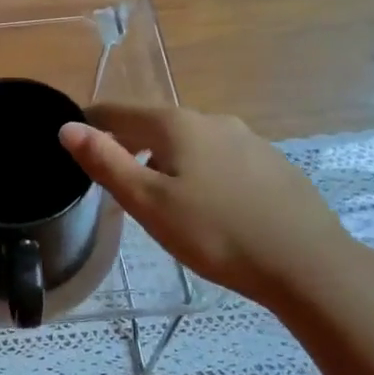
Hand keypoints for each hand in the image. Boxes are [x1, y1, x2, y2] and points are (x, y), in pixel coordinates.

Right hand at [59, 104, 351, 306]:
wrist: (306, 263)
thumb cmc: (215, 233)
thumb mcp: (148, 202)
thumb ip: (106, 162)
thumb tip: (67, 127)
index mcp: (176, 124)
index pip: (118, 112)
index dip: (90, 125)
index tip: (74, 146)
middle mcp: (212, 120)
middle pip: (154, 124)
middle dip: (128, 143)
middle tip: (112, 178)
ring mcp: (247, 139)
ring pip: (189, 141)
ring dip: (164, 158)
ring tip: (157, 195)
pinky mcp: (270, 163)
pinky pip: (218, 157)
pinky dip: (198, 170)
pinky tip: (205, 203)